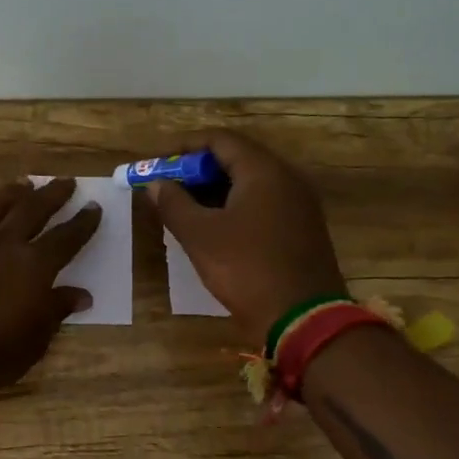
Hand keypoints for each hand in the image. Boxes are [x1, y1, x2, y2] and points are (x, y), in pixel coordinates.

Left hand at [0, 177, 102, 395]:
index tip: (93, 207)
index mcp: (34, 265)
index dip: (82, 223)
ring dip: (13, 193)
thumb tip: (82, 294)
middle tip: (66, 182)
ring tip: (24, 184)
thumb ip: (57, 309)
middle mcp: (4, 243)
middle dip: (53, 194)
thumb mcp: (36, 338)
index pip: (66, 237)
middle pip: (33, 209)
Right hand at [149, 130, 346, 342]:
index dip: (183, 147)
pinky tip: (213, 230)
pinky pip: (263, 204)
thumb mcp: (200, 236)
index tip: (157, 164)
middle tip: (167, 189)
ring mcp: (299, 204)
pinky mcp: (302, 229)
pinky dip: (234, 207)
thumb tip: (155, 184)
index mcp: (264, 171)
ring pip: (249, 183)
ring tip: (183, 210)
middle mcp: (287, 178)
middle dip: (197, 171)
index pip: (219, 140)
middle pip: (236, 159)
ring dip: (214, 191)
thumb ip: (173, 203)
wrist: (303, 319)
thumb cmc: (246, 269)